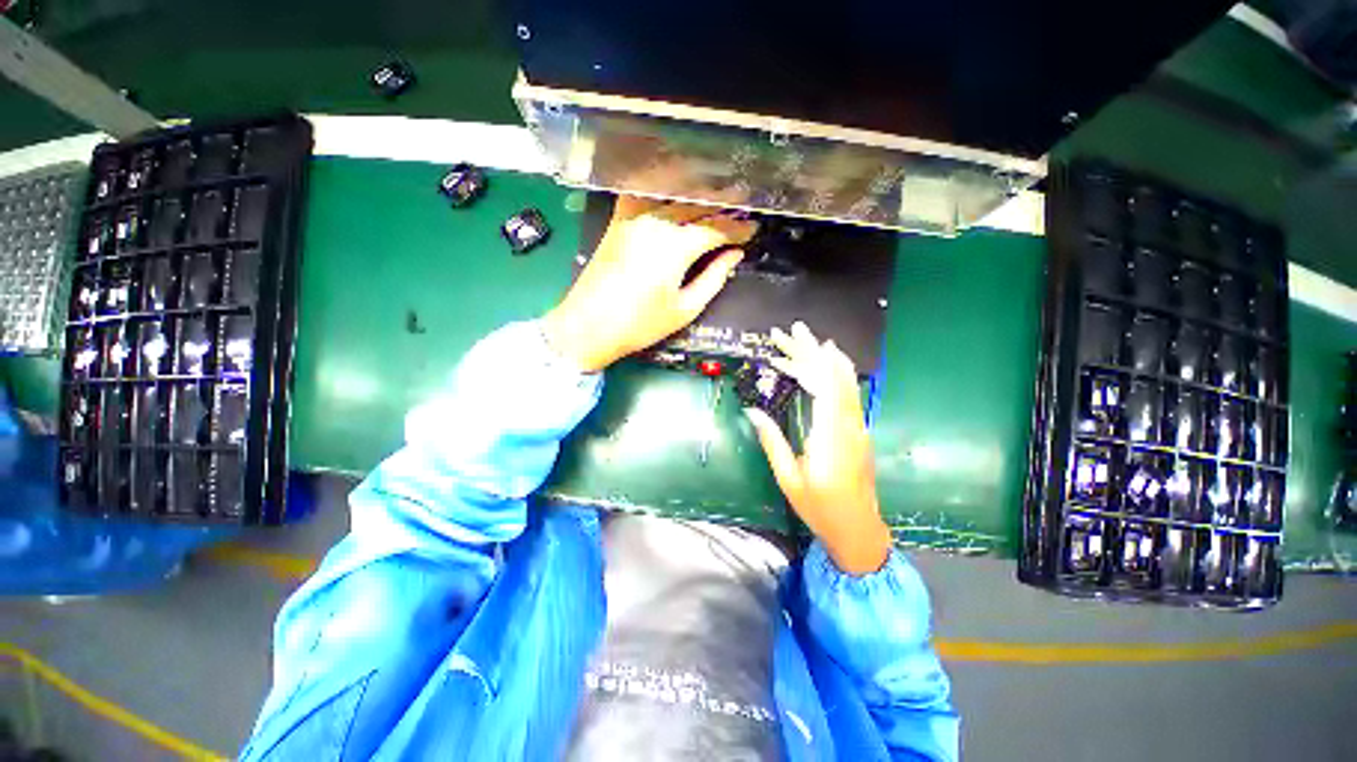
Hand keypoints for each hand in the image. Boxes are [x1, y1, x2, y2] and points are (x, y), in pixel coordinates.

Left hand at [542, 196, 755, 371]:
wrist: (589, 326)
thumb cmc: (641, 325)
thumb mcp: (685, 309)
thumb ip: (714, 278)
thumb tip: (734, 255)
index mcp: (676, 246)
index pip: (716, 229)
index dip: (737, 228)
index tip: (753, 229)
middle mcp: (656, 222)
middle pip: (697, 206)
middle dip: (723, 206)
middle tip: (743, 205)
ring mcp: (633, 218)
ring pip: (672, 193)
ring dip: (696, 190)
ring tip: (715, 191)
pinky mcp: (617, 221)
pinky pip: (642, 192)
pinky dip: (659, 185)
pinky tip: (671, 186)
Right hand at [745, 322, 891, 574]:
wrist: (859, 530)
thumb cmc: (820, 508)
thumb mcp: (789, 478)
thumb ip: (772, 441)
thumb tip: (753, 411)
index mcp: (830, 435)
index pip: (823, 382)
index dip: (808, 356)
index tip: (791, 338)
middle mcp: (849, 424)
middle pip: (833, 375)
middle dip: (809, 350)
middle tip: (786, 333)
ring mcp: (857, 426)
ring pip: (842, 381)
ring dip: (820, 360)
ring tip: (797, 345)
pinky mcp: (857, 430)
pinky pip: (845, 393)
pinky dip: (829, 375)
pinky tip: (817, 370)